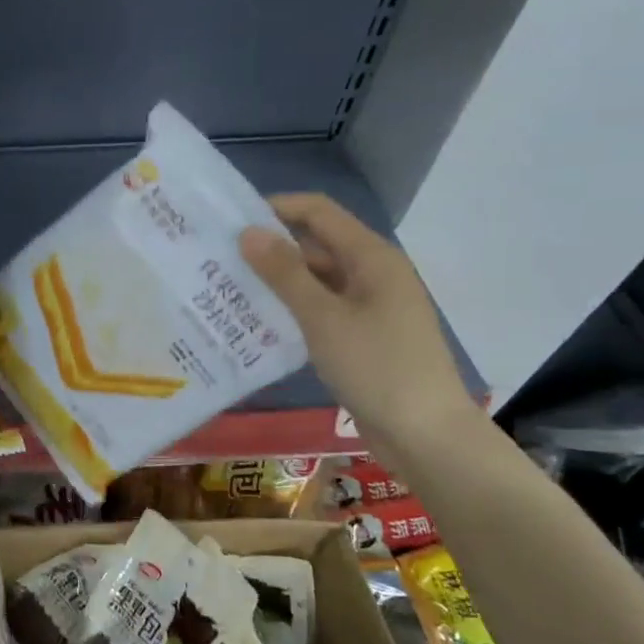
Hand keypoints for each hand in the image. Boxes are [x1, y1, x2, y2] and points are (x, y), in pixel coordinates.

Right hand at [240, 194, 476, 452]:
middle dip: (269, 248)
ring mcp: (369, 306)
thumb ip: (285, 273)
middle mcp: (372, 274)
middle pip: (316, 245)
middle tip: (217, 260)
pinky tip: (257, 323)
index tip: (229, 221)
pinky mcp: (361, 336)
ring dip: (276, 282)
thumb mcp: (323, 318)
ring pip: (315, 280)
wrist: (425, 435)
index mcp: (372, 257)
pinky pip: (320, 310)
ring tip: (226, 290)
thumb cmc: (377, 367)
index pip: (318, 212)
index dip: (276, 208)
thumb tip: (248, 232)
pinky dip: (291, 310)